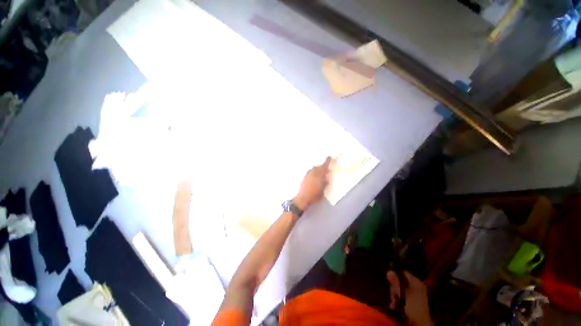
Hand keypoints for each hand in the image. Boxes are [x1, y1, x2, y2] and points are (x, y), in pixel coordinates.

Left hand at [293, 157, 331, 210]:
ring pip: (313, 169)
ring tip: (320, 173)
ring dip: (317, 169)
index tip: (329, 157)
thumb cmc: (315, 195)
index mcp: (319, 174)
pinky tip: (314, 177)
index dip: (327, 161)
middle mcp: (313, 172)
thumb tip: (326, 177)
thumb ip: (325, 182)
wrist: (303, 198)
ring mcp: (307, 174)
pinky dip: (313, 172)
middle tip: (325, 169)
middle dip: (322, 167)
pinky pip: (310, 172)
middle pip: (318, 167)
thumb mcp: (323, 189)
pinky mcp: (304, 178)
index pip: (324, 166)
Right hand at [386, 271, 431, 325]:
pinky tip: (395, 305)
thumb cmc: (413, 307)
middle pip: (400, 282)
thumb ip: (396, 283)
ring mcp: (415, 293)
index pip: (404, 273)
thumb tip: (388, 271)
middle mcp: (416, 286)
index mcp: (416, 282)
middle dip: (394, 289)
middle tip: (392, 297)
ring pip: (400, 289)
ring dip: (395, 296)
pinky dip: (399, 299)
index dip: (396, 275)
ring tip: (393, 304)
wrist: (421, 323)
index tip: (390, 282)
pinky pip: (403, 295)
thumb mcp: (403, 294)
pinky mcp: (413, 300)